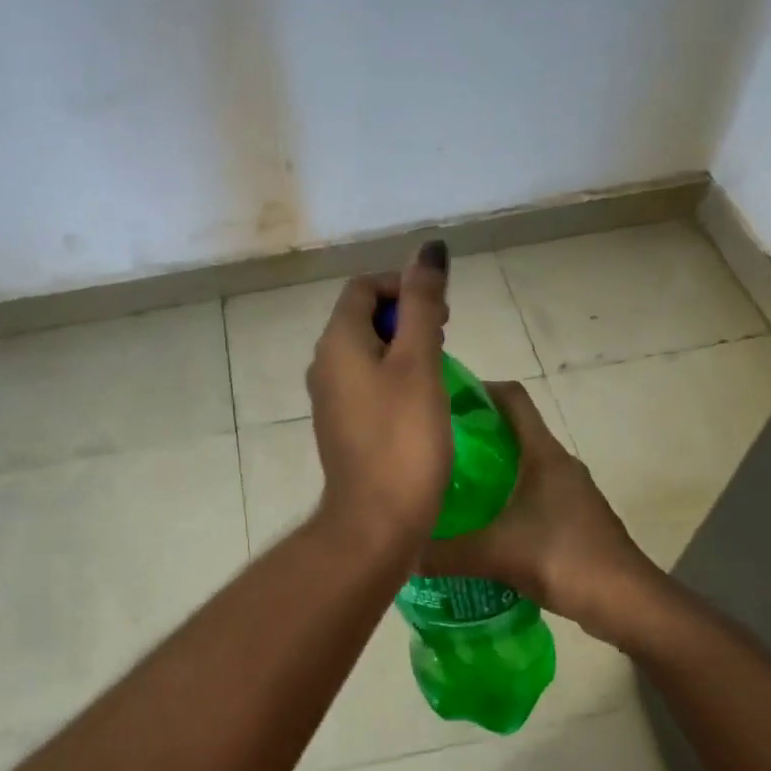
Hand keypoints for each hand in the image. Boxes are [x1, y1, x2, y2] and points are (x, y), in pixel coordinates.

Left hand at [305, 241, 453, 558]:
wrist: (376, 521)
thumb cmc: (403, 438)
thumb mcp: (419, 362)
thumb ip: (423, 303)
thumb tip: (428, 249)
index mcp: (337, 342)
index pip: (363, 287)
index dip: (402, 285)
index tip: (439, 310)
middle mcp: (324, 364)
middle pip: (362, 316)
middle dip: (405, 314)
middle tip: (446, 332)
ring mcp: (330, 398)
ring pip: (366, 351)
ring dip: (402, 345)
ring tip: (440, 363)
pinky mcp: (342, 426)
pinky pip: (366, 382)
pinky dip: (393, 376)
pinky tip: (422, 398)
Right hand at [417, 381, 663, 648]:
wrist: (628, 603)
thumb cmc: (565, 559)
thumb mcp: (497, 555)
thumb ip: (447, 554)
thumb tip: (402, 554)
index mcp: (544, 454)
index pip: (513, 398)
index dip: (480, 389)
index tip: (443, 400)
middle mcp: (558, 463)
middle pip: (513, 430)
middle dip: (474, 434)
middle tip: (433, 449)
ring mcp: (569, 491)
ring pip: (522, 465)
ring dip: (489, 469)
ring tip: (448, 485)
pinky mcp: (572, 518)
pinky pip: (530, 493)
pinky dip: (504, 498)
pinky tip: (480, 523)